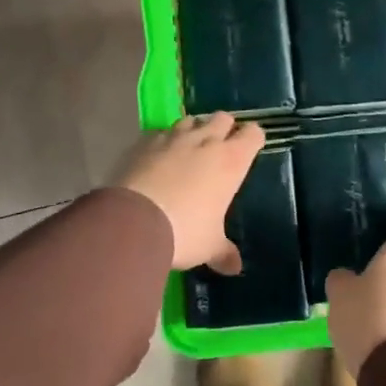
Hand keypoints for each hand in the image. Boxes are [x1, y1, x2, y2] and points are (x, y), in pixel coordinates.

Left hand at [112, 112, 263, 272]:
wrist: (132, 222)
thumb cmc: (184, 231)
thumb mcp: (208, 246)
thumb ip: (223, 252)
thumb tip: (235, 268)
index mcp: (231, 160)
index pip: (253, 134)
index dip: (253, 139)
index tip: (251, 148)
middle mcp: (205, 141)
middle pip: (223, 117)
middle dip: (225, 128)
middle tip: (221, 147)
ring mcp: (173, 138)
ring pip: (191, 120)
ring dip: (194, 130)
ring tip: (189, 149)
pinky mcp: (144, 142)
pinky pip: (160, 133)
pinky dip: (163, 141)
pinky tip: (158, 158)